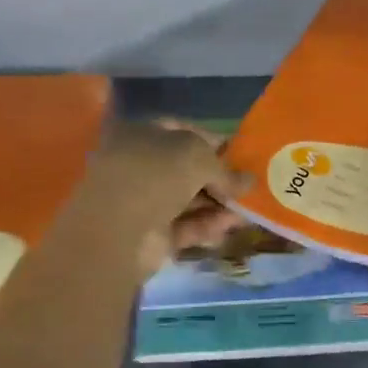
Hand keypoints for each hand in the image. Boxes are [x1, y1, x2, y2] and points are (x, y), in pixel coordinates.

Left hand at [81, 121, 248, 277]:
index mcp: (140, 134)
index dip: (213, 141)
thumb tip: (248, 180)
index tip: (242, 154)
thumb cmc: (155, 176)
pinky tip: (230, 227)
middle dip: (220, 179)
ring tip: (249, 211)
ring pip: (189, 201)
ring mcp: (143, 203)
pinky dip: (208, 227)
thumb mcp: (196, 157)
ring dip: (219, 205)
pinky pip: (186, 227)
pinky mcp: (151, 235)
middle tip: (250, 187)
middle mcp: (139, 166)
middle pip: (187, 170)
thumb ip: (224, 168)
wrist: (118, 231)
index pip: (182, 131)